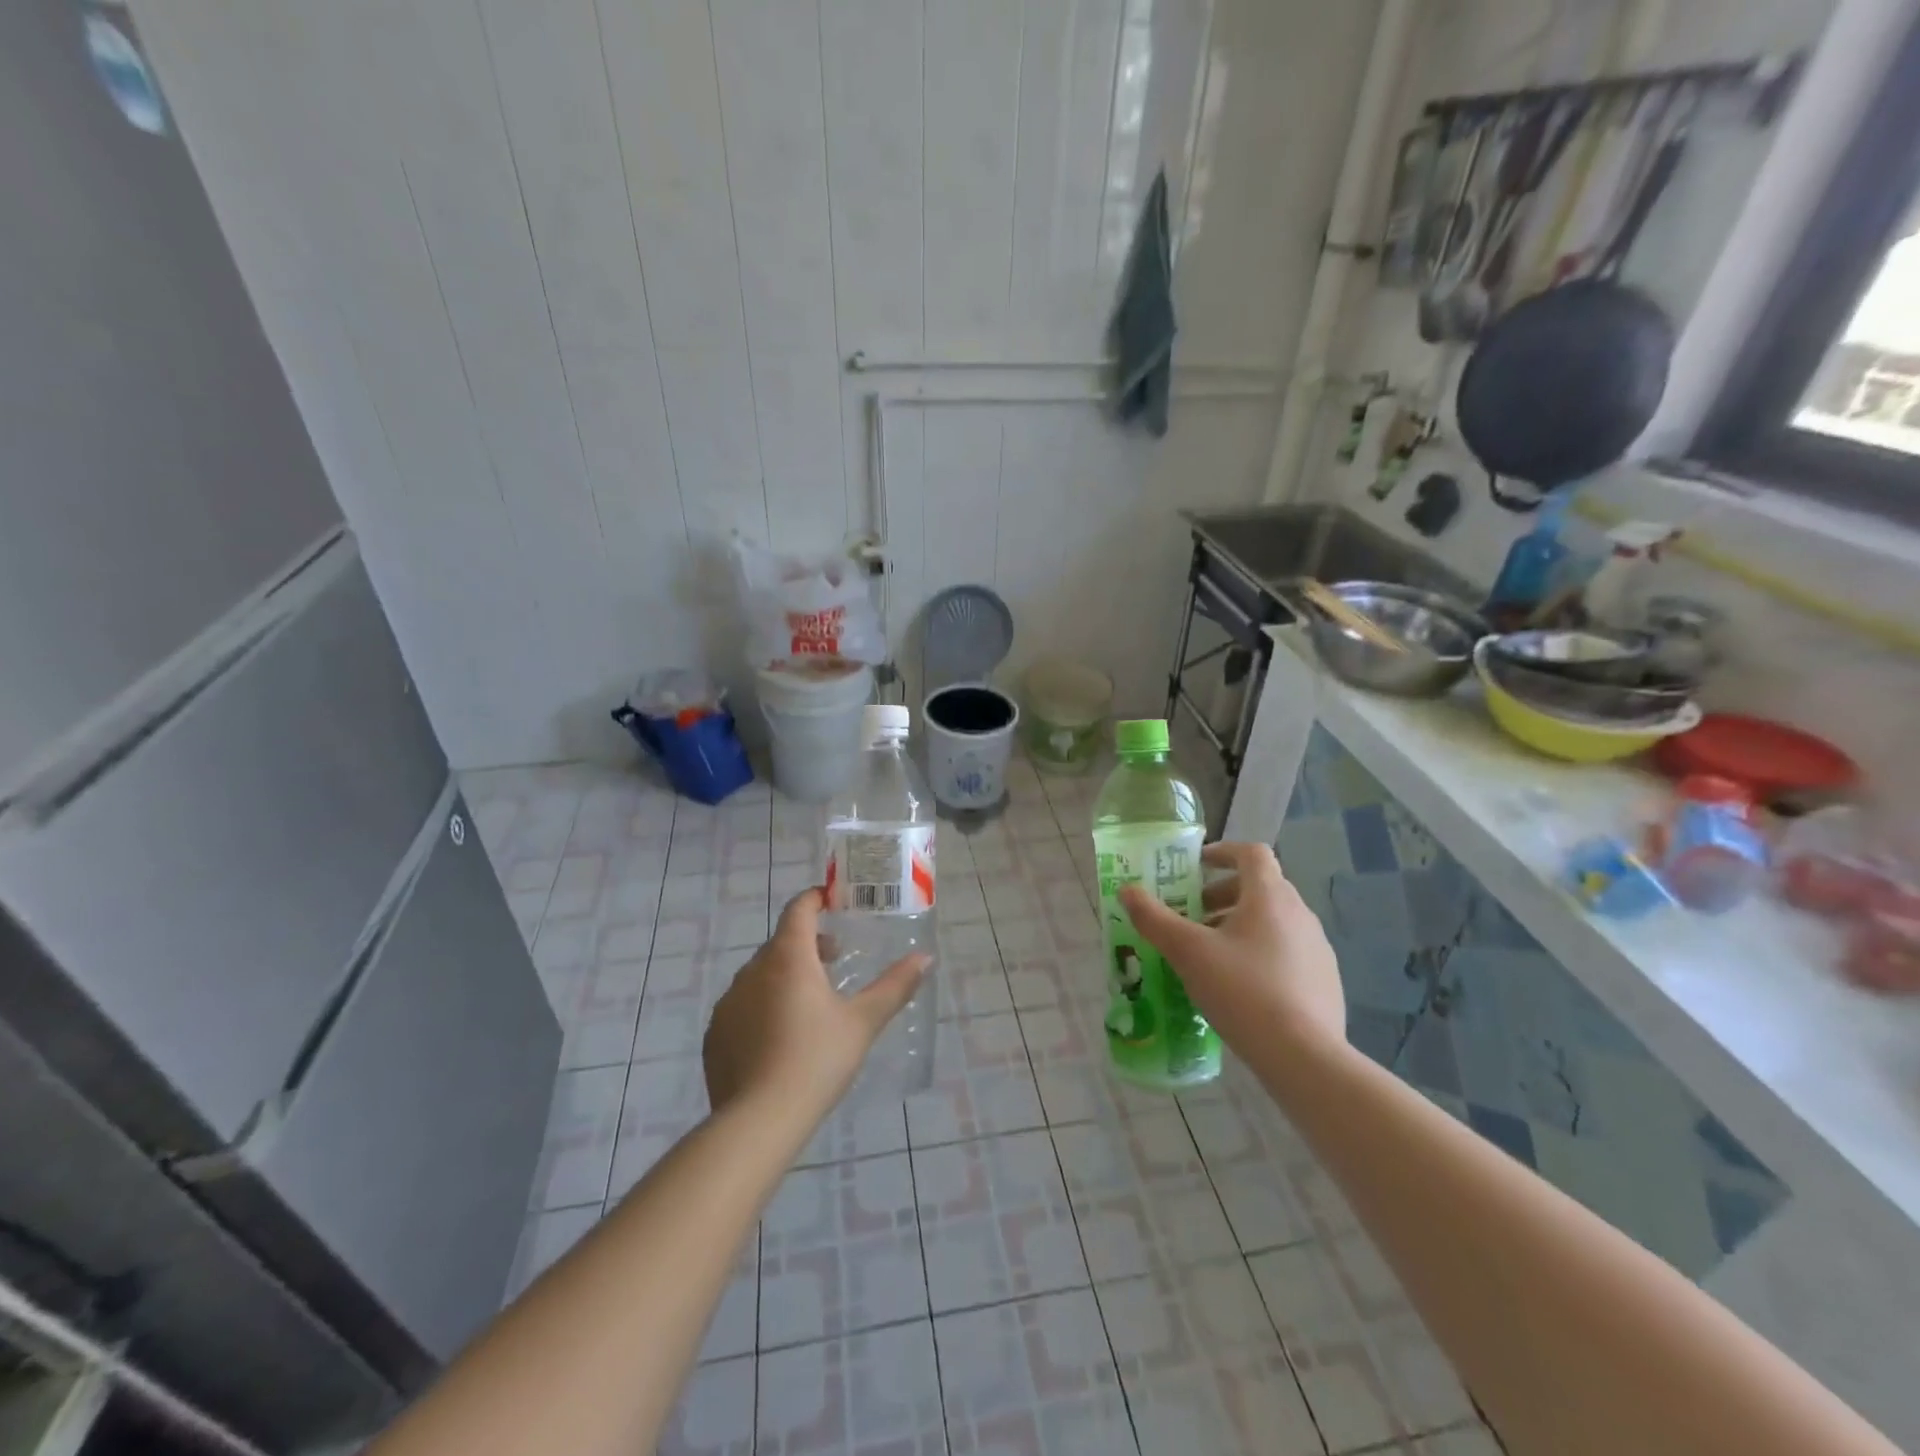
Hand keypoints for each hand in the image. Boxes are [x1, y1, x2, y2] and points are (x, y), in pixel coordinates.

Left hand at [703, 888, 927, 1126]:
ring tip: (810, 1002)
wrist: (758, 1121)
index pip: (799, 910)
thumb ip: (894, 986)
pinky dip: (762, 1006)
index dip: (816, 898)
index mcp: (789, 957)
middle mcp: (752, 970)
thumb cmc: (817, 1060)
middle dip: (808, 943)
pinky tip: (779, 1037)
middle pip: (781, 942)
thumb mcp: (863, 1022)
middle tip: (835, 959)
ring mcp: (729, 1002)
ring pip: (760, 974)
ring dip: (784, 975)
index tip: (833, 899)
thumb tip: (925, 958)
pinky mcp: (715, 1034)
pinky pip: (743, 1006)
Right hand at [1119, 842, 1344, 1056]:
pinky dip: (1261, 953)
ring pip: (1275, 921)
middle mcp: (1300, 914)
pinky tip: (1241, 988)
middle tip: (1194, 917)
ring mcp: (1318, 949)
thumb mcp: (1188, 952)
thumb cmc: (1243, 991)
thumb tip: (1127, 891)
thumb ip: (1154, 918)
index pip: (1252, 853)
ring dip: (1241, 925)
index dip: (1222, 852)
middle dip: (1223, 895)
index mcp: (1270, 897)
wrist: (1305, 1058)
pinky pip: (1288, 952)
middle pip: (1261, 887)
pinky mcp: (1325, 981)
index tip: (1196, 867)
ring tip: (1212, 955)